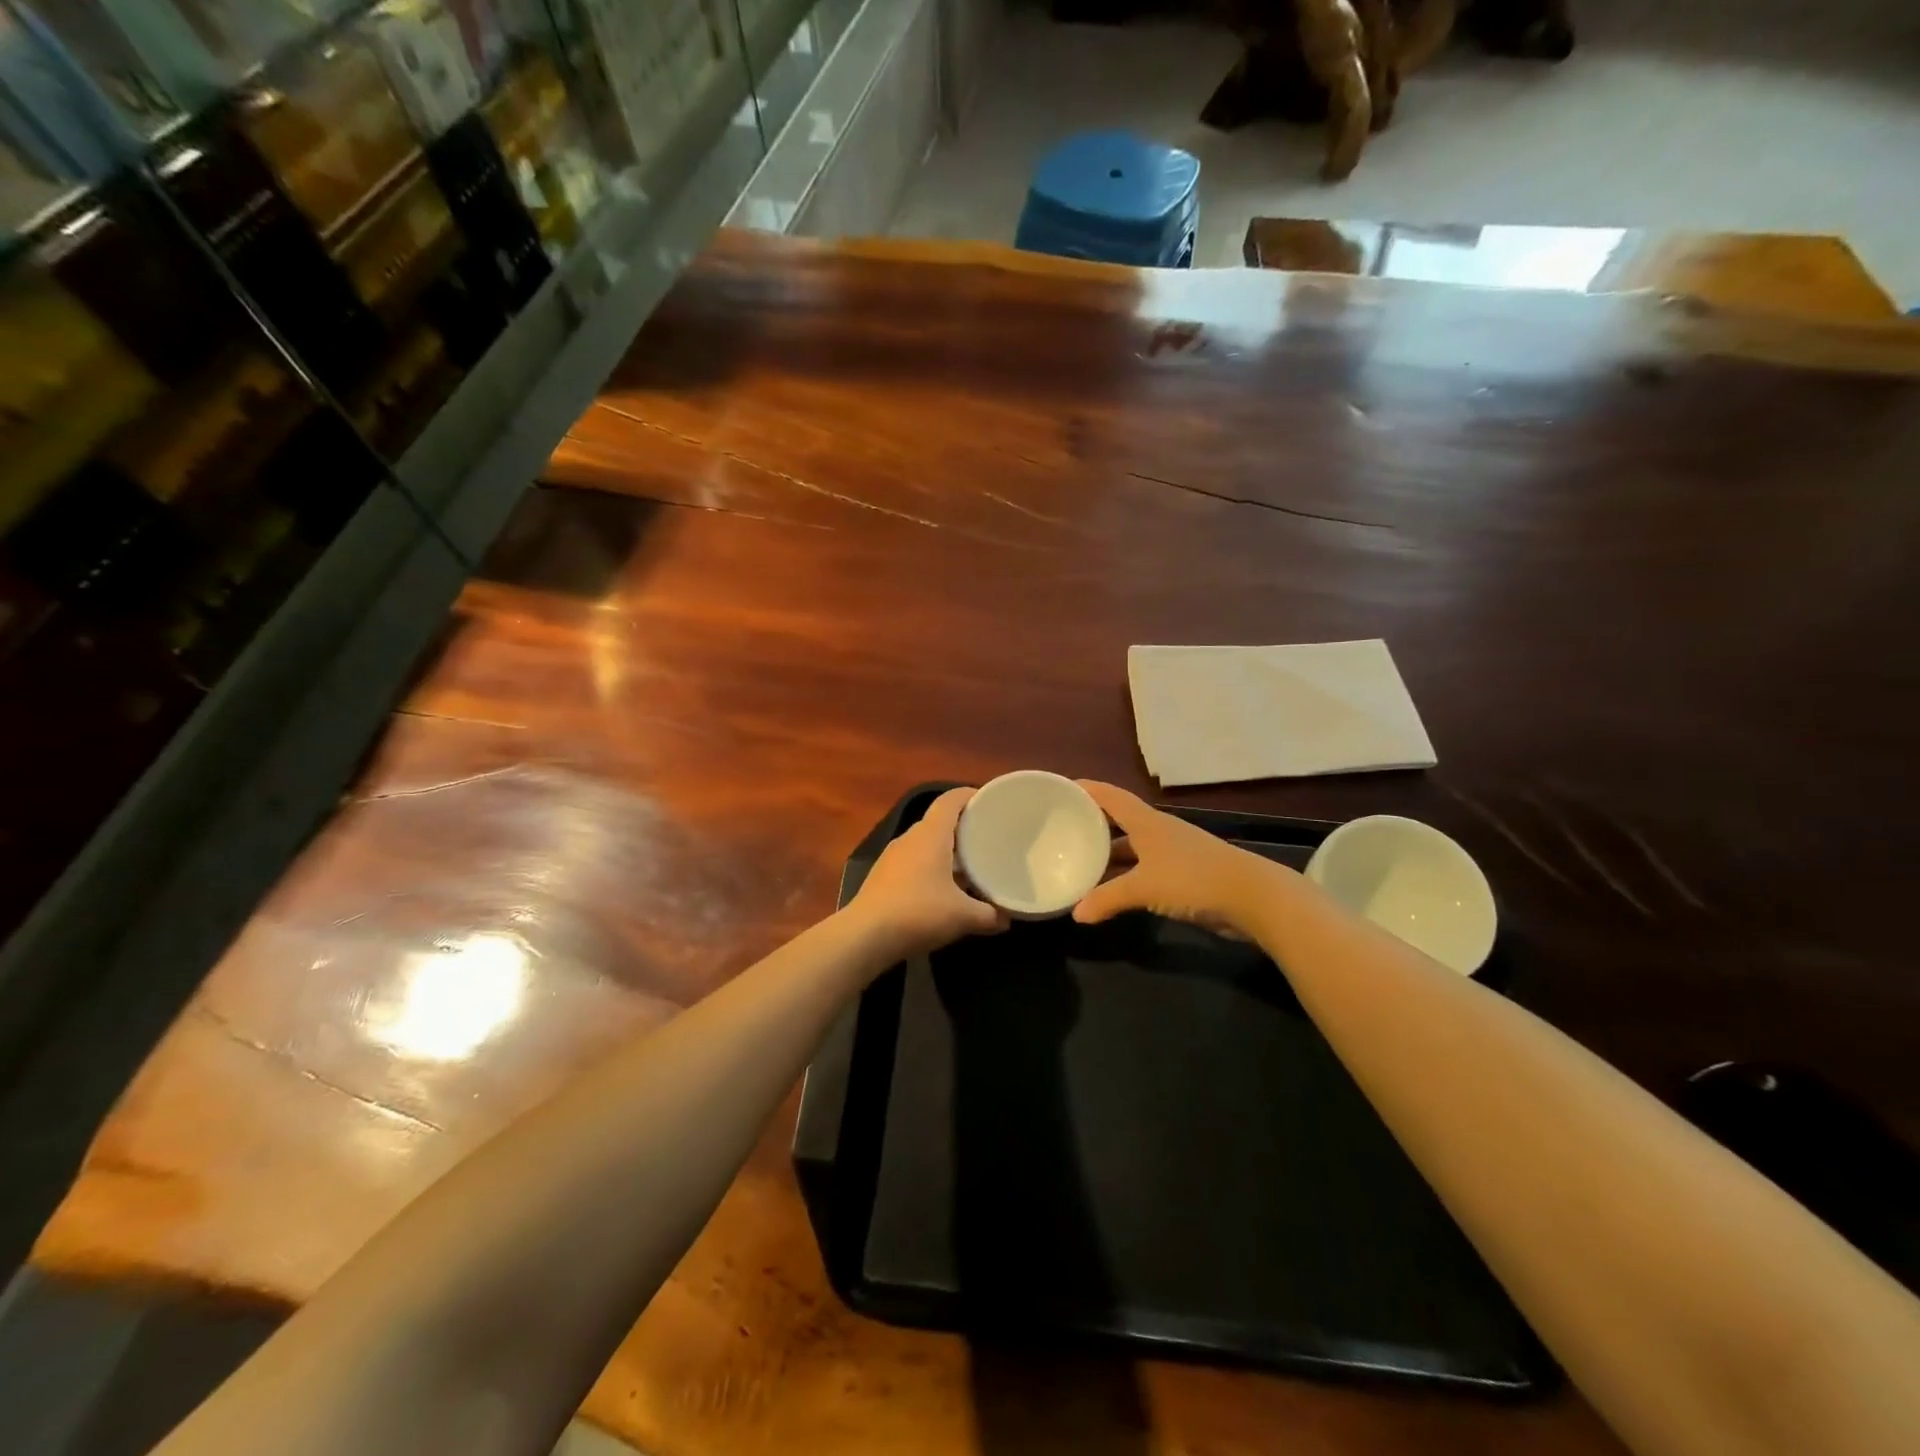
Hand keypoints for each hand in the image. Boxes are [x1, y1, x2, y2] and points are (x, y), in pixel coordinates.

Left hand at [846, 788, 1007, 960]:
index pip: (950, 800)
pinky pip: (912, 861)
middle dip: (961, 826)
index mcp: (930, 835)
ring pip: (924, 844)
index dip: (968, 795)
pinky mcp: (882, 877)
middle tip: (986, 837)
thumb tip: (1007, 919)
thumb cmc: (919, 913)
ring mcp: (892, 857)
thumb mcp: (963, 916)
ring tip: (968, 865)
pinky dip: (930, 867)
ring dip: (945, 850)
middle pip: (938, 821)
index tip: (988, 800)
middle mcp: (909, 838)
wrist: (865, 936)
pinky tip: (941, 889)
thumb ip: (990, 915)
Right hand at [1071, 780, 1279, 937]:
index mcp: (1146, 822)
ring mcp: (1172, 852)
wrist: (1253, 897)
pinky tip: (1111, 890)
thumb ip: (1107, 898)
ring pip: (1131, 847)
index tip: (1059, 788)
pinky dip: (1125, 875)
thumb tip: (1076, 914)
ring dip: (1108, 854)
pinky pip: (1143, 869)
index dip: (1086, 789)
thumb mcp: (1144, 888)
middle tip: (1060, 829)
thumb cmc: (1193, 879)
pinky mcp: (1183, 874)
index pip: (1109, 796)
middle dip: (1092, 823)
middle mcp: (1157, 831)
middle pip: (1118, 820)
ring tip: (1078, 861)